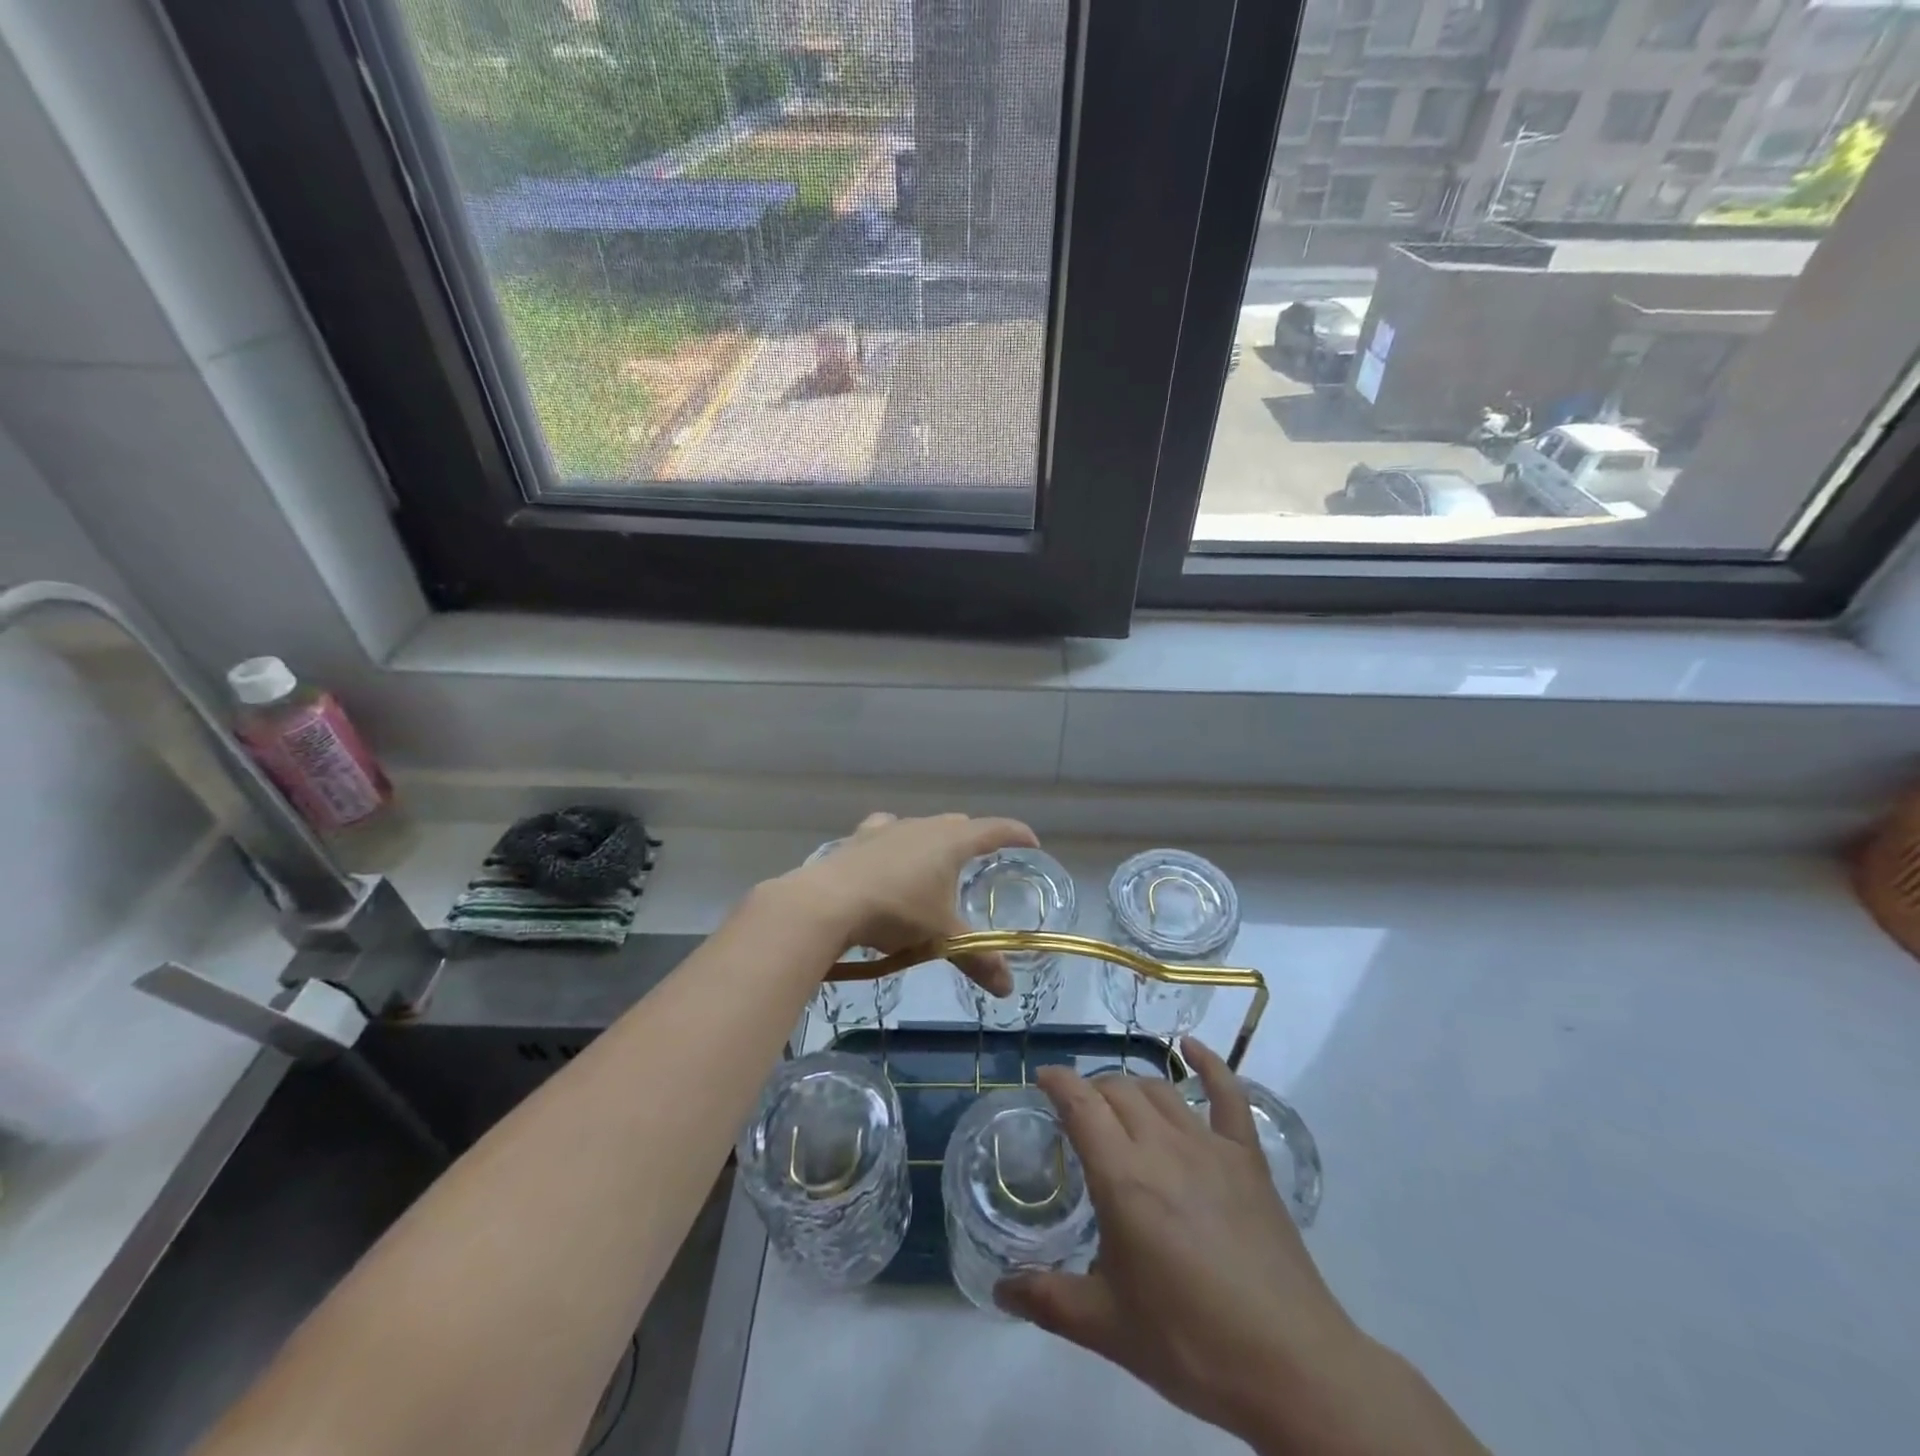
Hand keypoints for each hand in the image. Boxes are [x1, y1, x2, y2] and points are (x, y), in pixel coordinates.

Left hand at [782, 812, 1037, 995]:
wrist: (827, 902)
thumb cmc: (895, 912)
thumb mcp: (941, 937)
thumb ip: (977, 959)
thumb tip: (1008, 989)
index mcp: (951, 842)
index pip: (994, 830)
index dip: (1016, 834)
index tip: (1032, 842)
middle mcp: (923, 826)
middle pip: (959, 825)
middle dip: (974, 839)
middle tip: (983, 861)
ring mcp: (888, 829)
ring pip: (923, 826)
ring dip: (935, 840)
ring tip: (937, 863)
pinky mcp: (859, 839)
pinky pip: (886, 831)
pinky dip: (897, 842)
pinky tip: (890, 856)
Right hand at [997, 1040, 1486, 1455]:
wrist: (1290, 1367)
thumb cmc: (1190, 1344)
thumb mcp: (1108, 1328)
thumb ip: (1047, 1300)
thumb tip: (1000, 1290)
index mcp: (1122, 1178)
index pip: (1080, 1104)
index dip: (1057, 1082)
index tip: (1042, 1079)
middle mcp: (1162, 1145)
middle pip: (1117, 1090)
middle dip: (1090, 1090)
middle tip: (1078, 1114)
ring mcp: (1209, 1145)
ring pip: (1159, 1089)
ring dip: (1131, 1087)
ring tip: (1118, 1104)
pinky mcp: (1247, 1157)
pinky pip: (1227, 1093)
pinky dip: (1208, 1063)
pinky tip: (1191, 1047)